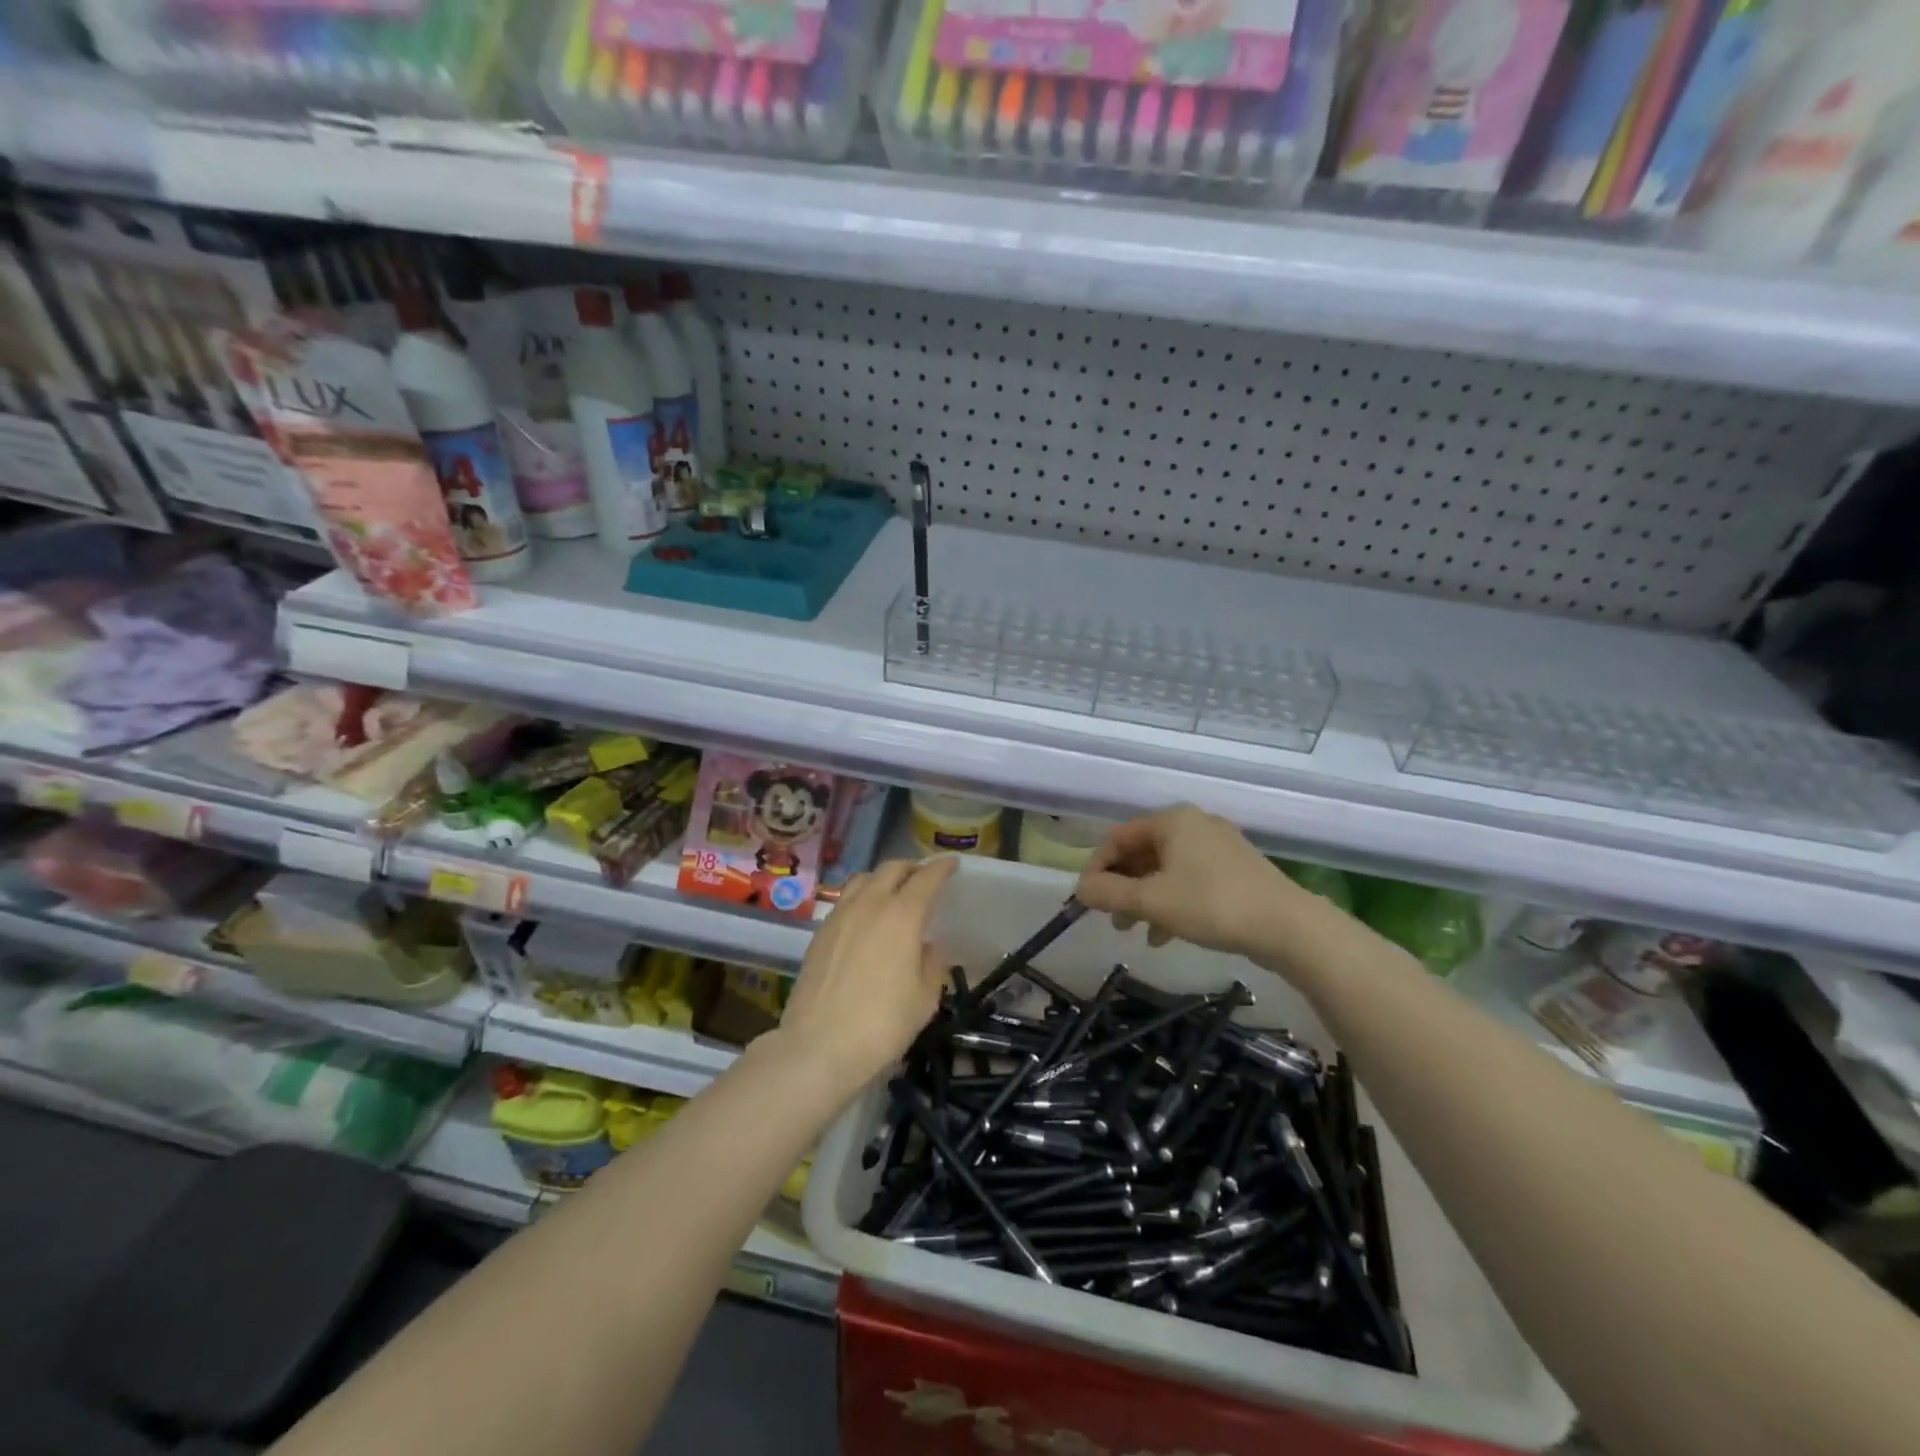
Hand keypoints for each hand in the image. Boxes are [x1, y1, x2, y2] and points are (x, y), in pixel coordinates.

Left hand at [776, 857, 958, 1101]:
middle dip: (911, 867)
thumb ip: (932, 964)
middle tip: (924, 876)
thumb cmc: (882, 1025)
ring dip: (883, 878)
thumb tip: (929, 945)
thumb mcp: (924, 999)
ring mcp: (839, 916)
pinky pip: (845, 900)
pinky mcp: (820, 933)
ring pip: (864, 879)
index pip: (926, 878)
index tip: (952, 864)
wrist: (818, 1047)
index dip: (941, 867)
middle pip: (891, 869)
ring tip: (893, 891)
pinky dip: (862, 896)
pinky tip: (866, 917)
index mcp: (902, 916)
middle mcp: (870, 904)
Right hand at [1076, 805, 1289, 955]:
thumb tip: (1080, 889)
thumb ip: (1109, 893)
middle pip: (1142, 852)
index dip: (1096, 867)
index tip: (1087, 899)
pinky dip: (1171, 902)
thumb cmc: (1212, 904)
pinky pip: (1189, 880)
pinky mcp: (1235, 870)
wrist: (1288, 927)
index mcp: (1172, 820)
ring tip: (1134, 931)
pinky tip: (1163, 935)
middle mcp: (1194, 824)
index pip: (1118, 837)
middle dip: (1121, 886)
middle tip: (1110, 918)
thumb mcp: (1152, 901)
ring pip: (1165, 869)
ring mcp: (1218, 846)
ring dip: (1144, 898)